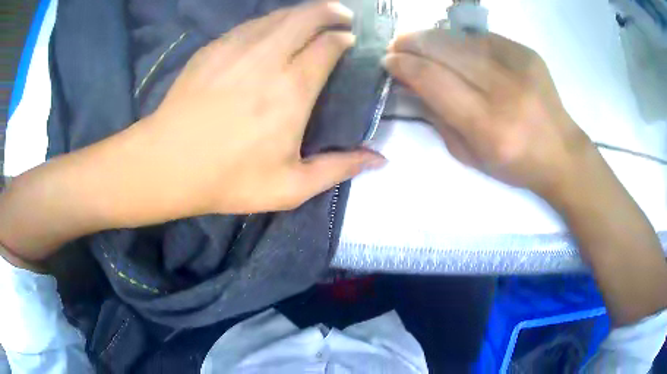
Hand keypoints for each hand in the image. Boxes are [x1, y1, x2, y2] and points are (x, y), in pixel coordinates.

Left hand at [0, 1, 386, 257]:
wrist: (166, 165)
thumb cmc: (228, 180)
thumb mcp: (290, 187)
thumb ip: (339, 169)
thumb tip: (380, 159)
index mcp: (292, 89)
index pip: (329, 46)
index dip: (345, 40)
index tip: (351, 42)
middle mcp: (268, 58)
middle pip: (307, 17)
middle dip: (330, 11)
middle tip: (342, 16)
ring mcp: (236, 48)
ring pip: (279, 15)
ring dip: (302, 13)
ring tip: (313, 17)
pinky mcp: (213, 49)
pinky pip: (250, 24)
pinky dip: (270, 21)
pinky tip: (273, 29)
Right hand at [385, 30, 666, 325]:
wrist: (562, 153)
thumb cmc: (515, 164)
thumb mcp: (469, 155)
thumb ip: (437, 117)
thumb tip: (410, 84)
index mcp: (487, 125)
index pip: (433, 80)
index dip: (404, 66)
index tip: (388, 61)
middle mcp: (503, 90)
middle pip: (445, 51)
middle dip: (412, 42)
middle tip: (397, 44)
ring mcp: (519, 66)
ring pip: (462, 39)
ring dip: (434, 38)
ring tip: (419, 42)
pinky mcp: (527, 53)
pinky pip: (483, 38)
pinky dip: (462, 40)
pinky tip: (455, 47)